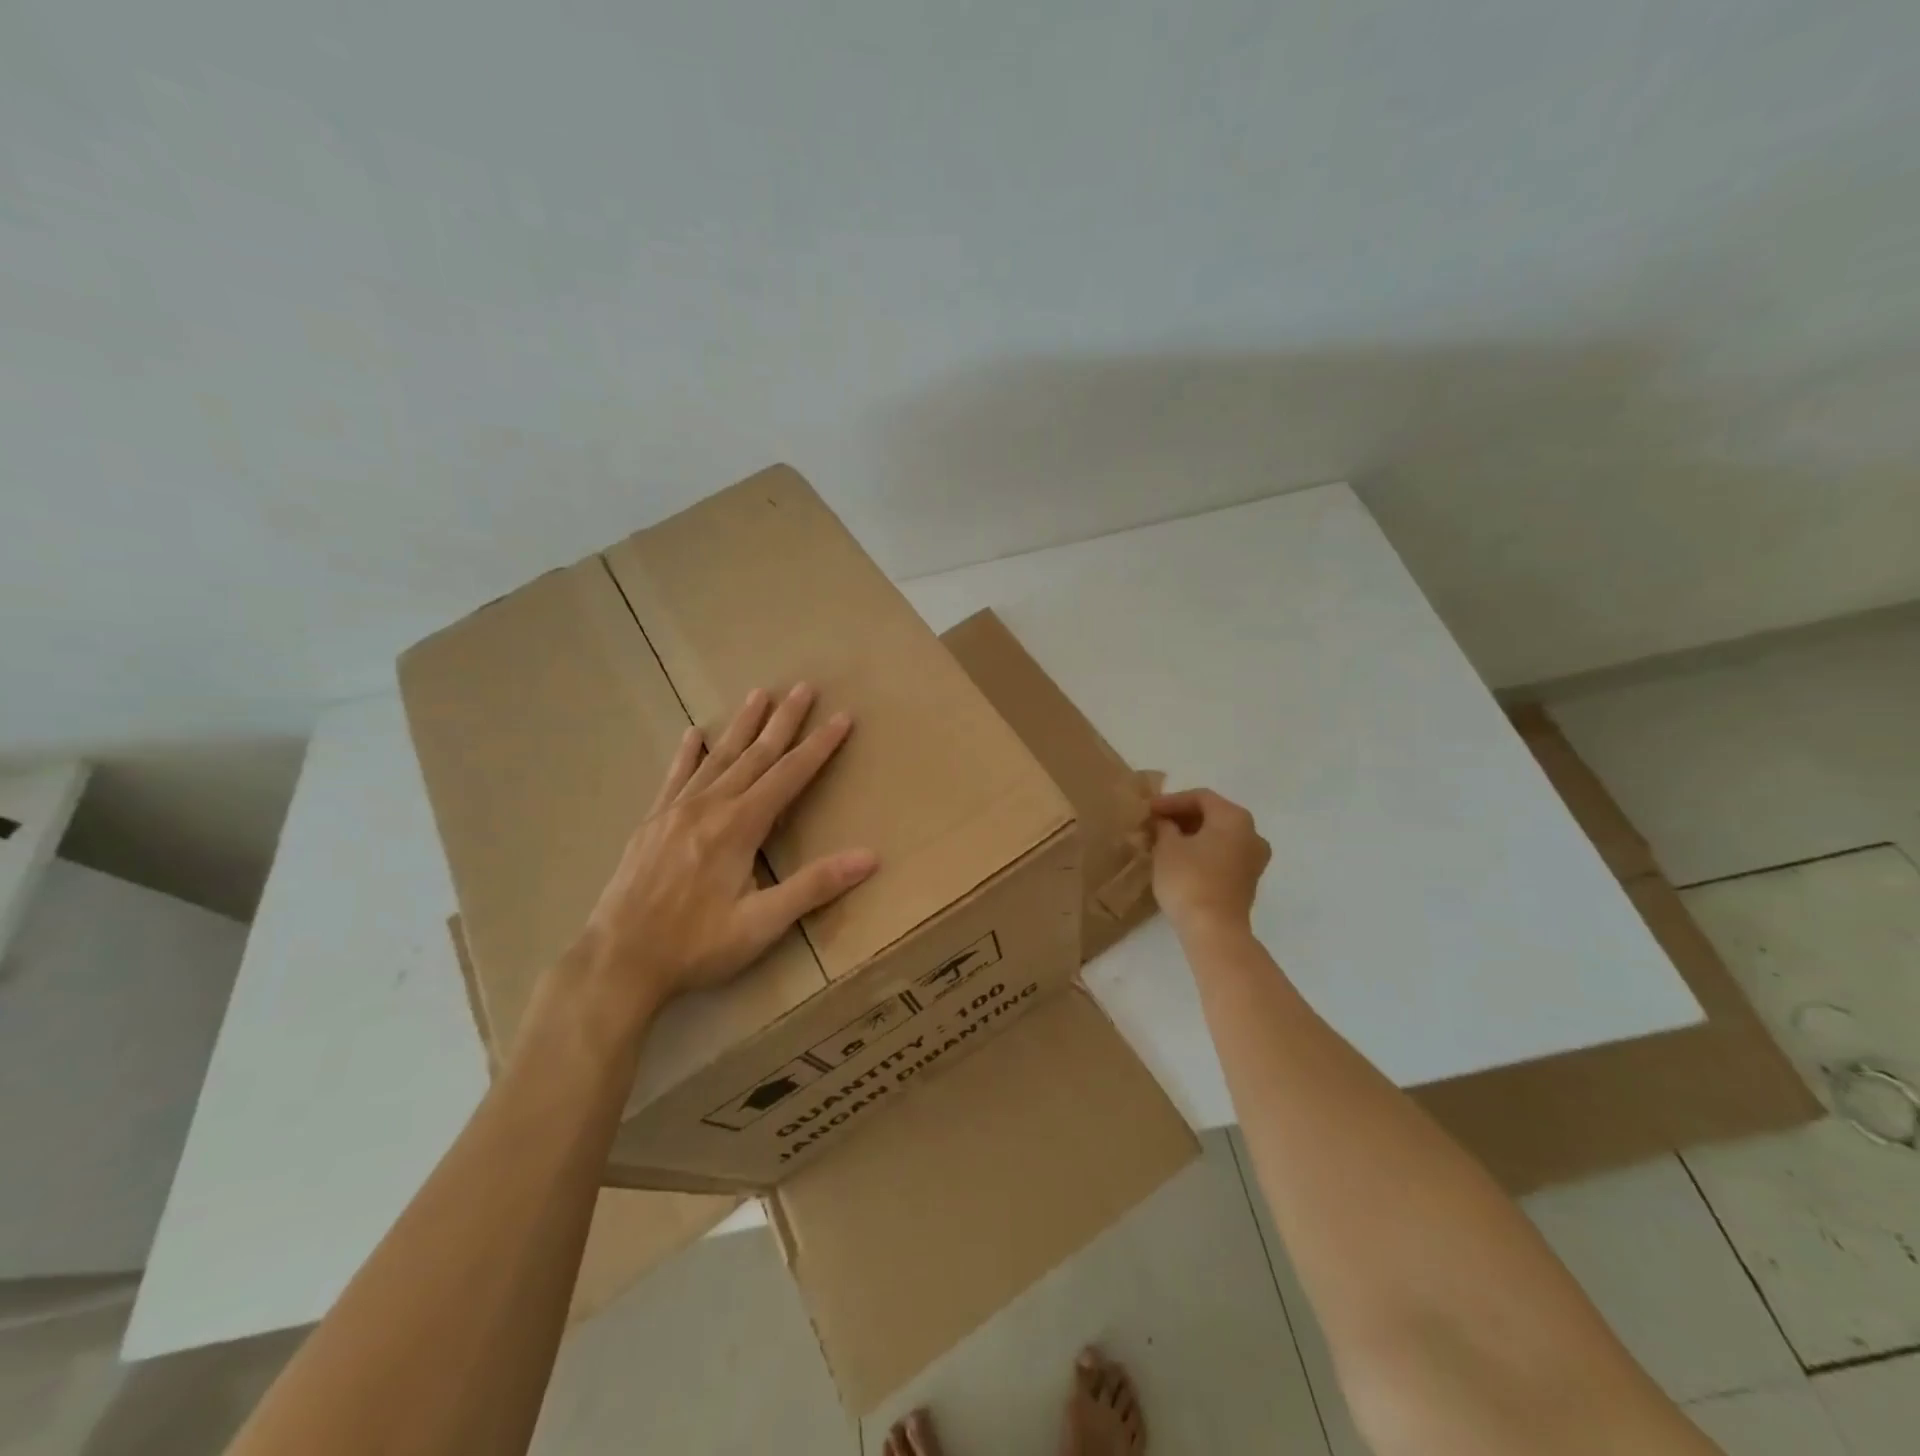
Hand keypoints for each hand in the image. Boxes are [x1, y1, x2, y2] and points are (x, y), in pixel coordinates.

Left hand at [574, 684, 876, 1027]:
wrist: (617, 961)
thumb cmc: (696, 945)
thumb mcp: (762, 924)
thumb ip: (814, 886)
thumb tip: (869, 857)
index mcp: (740, 826)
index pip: (790, 775)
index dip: (819, 746)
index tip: (841, 717)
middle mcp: (710, 806)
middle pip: (755, 754)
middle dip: (784, 721)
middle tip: (804, 687)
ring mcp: (676, 811)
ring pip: (718, 758)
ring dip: (742, 725)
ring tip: (759, 694)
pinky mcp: (652, 823)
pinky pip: (675, 777)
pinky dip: (688, 754)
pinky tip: (693, 734)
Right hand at [1149, 787, 1269, 935]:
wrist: (1214, 930)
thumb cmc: (1189, 879)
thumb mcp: (1167, 847)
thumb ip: (1164, 826)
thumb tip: (1164, 822)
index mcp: (1235, 818)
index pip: (1200, 797)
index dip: (1171, 801)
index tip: (1148, 810)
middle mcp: (1252, 833)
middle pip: (1213, 815)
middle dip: (1182, 818)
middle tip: (1154, 824)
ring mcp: (1254, 859)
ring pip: (1218, 837)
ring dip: (1191, 836)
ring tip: (1163, 842)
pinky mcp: (1247, 881)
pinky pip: (1223, 855)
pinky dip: (1202, 852)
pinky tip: (1179, 860)